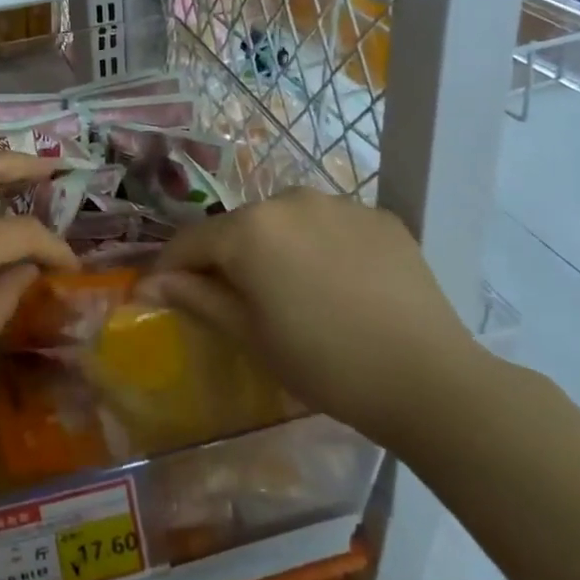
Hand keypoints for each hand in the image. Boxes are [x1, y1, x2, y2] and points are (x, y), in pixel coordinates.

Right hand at [144, 188, 475, 445]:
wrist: (430, 380)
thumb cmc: (324, 363)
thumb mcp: (250, 335)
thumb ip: (196, 297)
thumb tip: (149, 283)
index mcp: (249, 229)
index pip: (191, 240)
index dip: (171, 268)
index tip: (163, 293)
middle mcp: (289, 200)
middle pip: (239, 227)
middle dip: (226, 258)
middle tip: (234, 301)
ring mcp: (340, 203)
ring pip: (285, 222)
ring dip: (274, 248)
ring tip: (291, 291)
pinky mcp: (380, 217)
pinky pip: (330, 225)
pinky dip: (320, 247)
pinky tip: (337, 284)